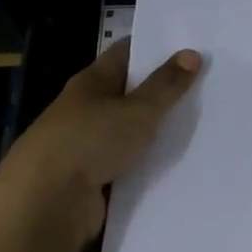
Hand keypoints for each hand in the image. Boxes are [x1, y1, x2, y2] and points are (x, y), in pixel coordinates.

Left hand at [0, 41, 201, 249]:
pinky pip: (127, 166)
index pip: (126, 54)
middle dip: (161, 92)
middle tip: (206, 87)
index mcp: (91, 82)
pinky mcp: (91, 181)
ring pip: (129, 132)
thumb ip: (166, 86)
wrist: (45, 204)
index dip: (154, 48)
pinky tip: (179, 166)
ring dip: (156, 132)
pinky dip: (147, 166)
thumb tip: (192, 54)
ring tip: (201, 127)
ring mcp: (86, 146)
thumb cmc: (90, 141)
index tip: (189, 47)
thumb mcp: (137, 110)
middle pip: (129, 93)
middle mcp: (86, 109)